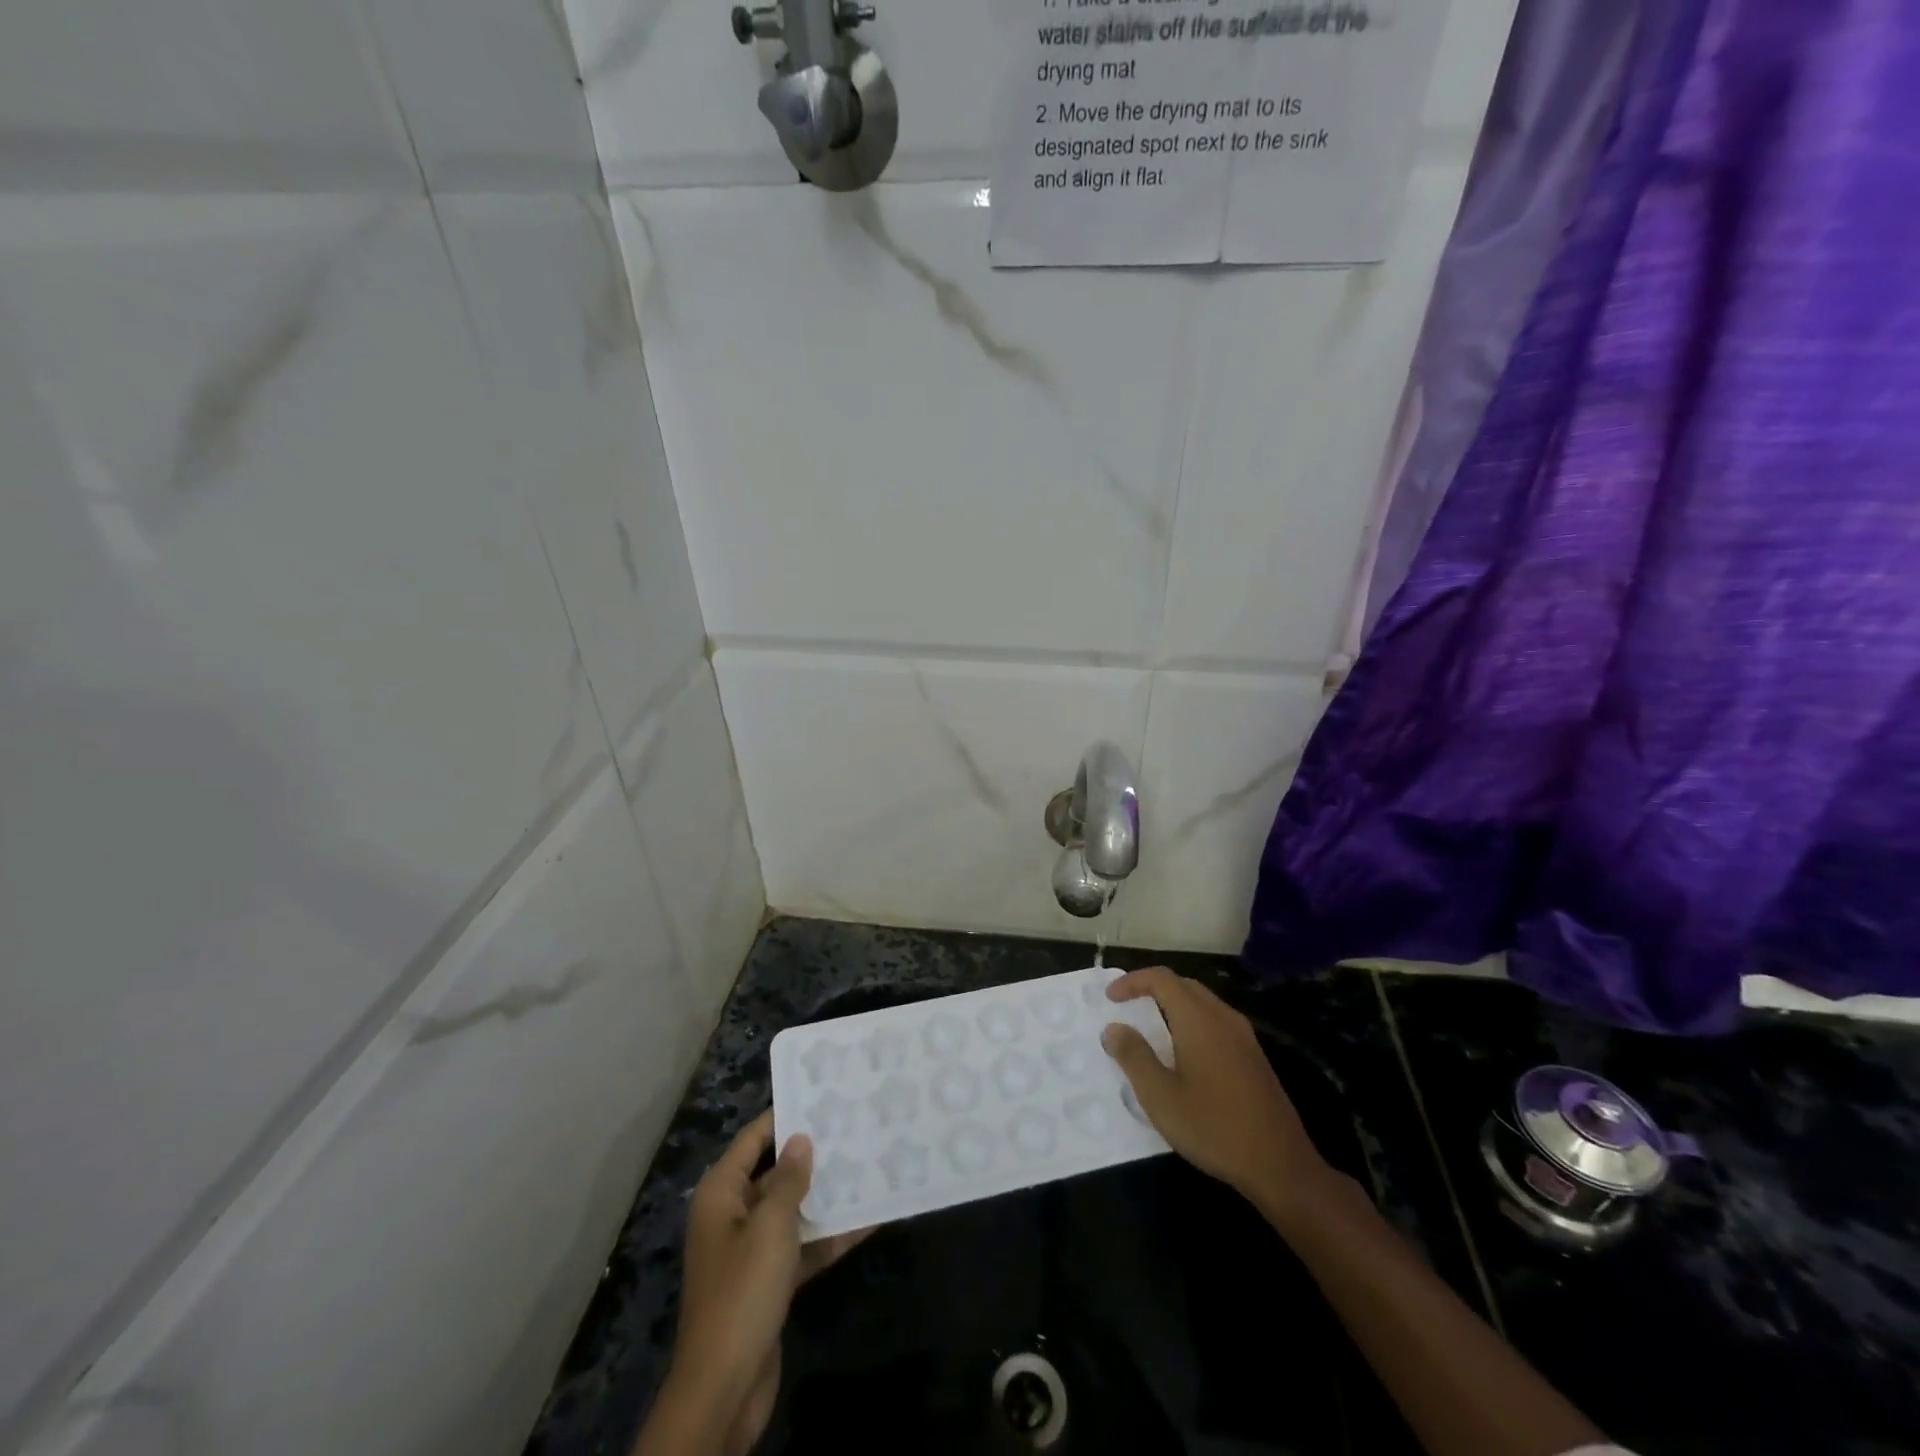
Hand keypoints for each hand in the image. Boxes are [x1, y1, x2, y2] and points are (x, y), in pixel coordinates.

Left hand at [663, 1111, 869, 1454]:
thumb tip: (801, 1139)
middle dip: (811, 1155)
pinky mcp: (768, 1282)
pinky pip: (801, 1245)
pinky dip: (827, 1235)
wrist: (725, 1387)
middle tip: (853, 1128)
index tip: (822, 1097)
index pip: (754, 1139)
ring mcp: (750, 1250)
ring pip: (791, 1209)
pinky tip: (867, 1220)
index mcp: (721, 1194)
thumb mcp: (770, 1226)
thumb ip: (789, 1179)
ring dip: (824, 1195)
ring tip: (866, 1165)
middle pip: (774, 1172)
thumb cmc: (743, 1291)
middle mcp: (732, 1215)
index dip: (785, 1117)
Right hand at [1102, 968, 1333, 1226]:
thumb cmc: (1214, 1128)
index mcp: (1199, 1020)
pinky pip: (1217, 1021)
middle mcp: (1223, 1018)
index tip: (1110, 998)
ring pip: (1203, 1002)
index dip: (1132, 981)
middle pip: (1184, 984)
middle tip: (1128, 1006)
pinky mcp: (1254, 1057)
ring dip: (1174, 1004)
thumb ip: (1134, 1057)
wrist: (1281, 1166)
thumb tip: (1113, 1028)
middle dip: (1153, 988)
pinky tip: (1184, 1052)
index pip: (1162, 979)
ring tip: (1151, 1027)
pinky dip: (1192, 1021)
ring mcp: (1244, 1037)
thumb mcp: (1161, 1097)